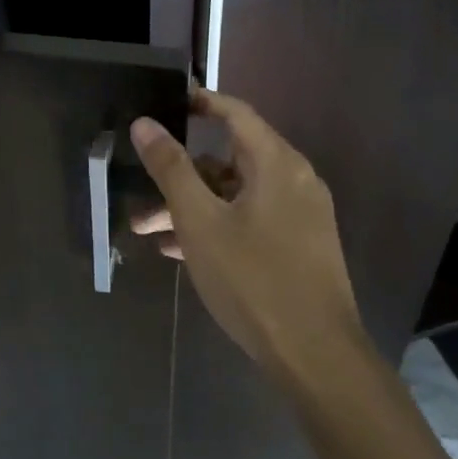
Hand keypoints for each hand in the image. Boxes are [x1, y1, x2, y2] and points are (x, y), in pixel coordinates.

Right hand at [130, 89, 364, 383]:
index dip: (199, 103)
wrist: (315, 356)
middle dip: (181, 175)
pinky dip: (217, 226)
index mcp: (276, 163)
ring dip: (193, 207)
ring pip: (236, 196)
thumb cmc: (253, 279)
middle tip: (141, 189)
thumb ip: (170, 169)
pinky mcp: (299, 247)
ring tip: (148, 231)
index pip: (234, 113)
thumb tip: (144, 123)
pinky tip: (180, 251)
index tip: (165, 102)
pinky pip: (251, 221)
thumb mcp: (200, 221)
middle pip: (229, 160)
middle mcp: (294, 180)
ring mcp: (300, 216)